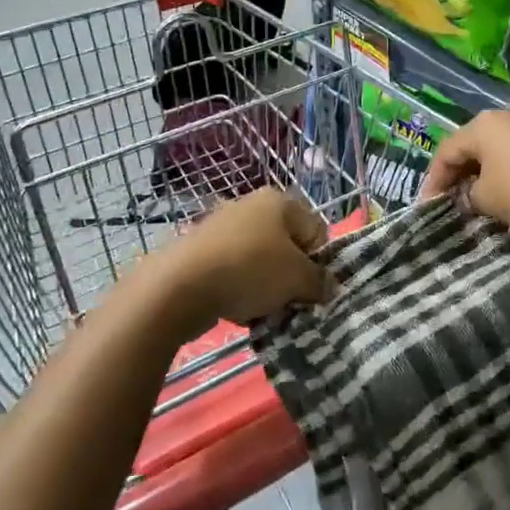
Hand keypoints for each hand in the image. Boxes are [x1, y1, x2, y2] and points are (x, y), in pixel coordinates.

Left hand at [156, 188, 332, 331]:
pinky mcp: (202, 249)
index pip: (316, 231)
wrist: (180, 285)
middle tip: (288, 301)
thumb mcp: (297, 279)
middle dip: (291, 277)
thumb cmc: (250, 270)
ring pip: (260, 261)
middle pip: (287, 246)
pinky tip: (236, 308)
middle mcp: (252, 205)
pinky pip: (234, 270)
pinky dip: (240, 288)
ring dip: (266, 287)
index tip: (311, 289)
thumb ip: (319, 282)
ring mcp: (224, 226)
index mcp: (280, 201)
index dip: (319, 263)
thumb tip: (328, 286)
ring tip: (260, 309)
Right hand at [422, 108, 509, 239]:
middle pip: (473, 145)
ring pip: (499, 148)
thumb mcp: (488, 200)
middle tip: (452, 201)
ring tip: (480, 199)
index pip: (446, 151)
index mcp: (483, 124)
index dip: (433, 181)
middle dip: (460, 174)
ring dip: (486, 172)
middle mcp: (508, 114)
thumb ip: (469, 195)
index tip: (428, 207)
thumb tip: (471, 195)